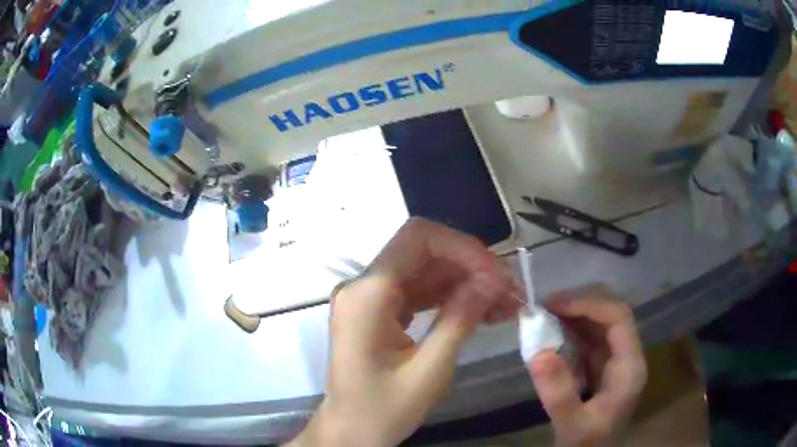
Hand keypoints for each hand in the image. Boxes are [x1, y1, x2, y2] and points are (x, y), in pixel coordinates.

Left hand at [289, 218, 520, 445]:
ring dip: (466, 282)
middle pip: (424, 252)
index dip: (463, 247)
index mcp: (367, 295)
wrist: (351, 431)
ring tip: (505, 303)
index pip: (417, 239)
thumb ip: (461, 318)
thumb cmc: (383, 410)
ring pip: (426, 272)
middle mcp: (364, 287)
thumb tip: (495, 279)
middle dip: (470, 266)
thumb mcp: (429, 370)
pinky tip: (483, 310)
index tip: (497, 274)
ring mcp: (371, 298)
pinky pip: (420, 293)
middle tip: (509, 290)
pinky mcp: (380, 312)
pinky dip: (451, 298)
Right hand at [528, 285, 646, 446]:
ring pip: (599, 325)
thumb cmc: (586, 444)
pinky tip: (551, 335)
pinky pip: (589, 339)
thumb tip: (537, 353)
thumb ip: (558, 393)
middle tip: (544, 308)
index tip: (554, 306)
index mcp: (630, 367)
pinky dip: (570, 332)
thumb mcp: (571, 425)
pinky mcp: (602, 367)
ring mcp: (616, 361)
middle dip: (579, 306)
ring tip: (543, 317)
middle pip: (610, 316)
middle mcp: (627, 357)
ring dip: (573, 317)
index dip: (589, 305)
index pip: (618, 318)